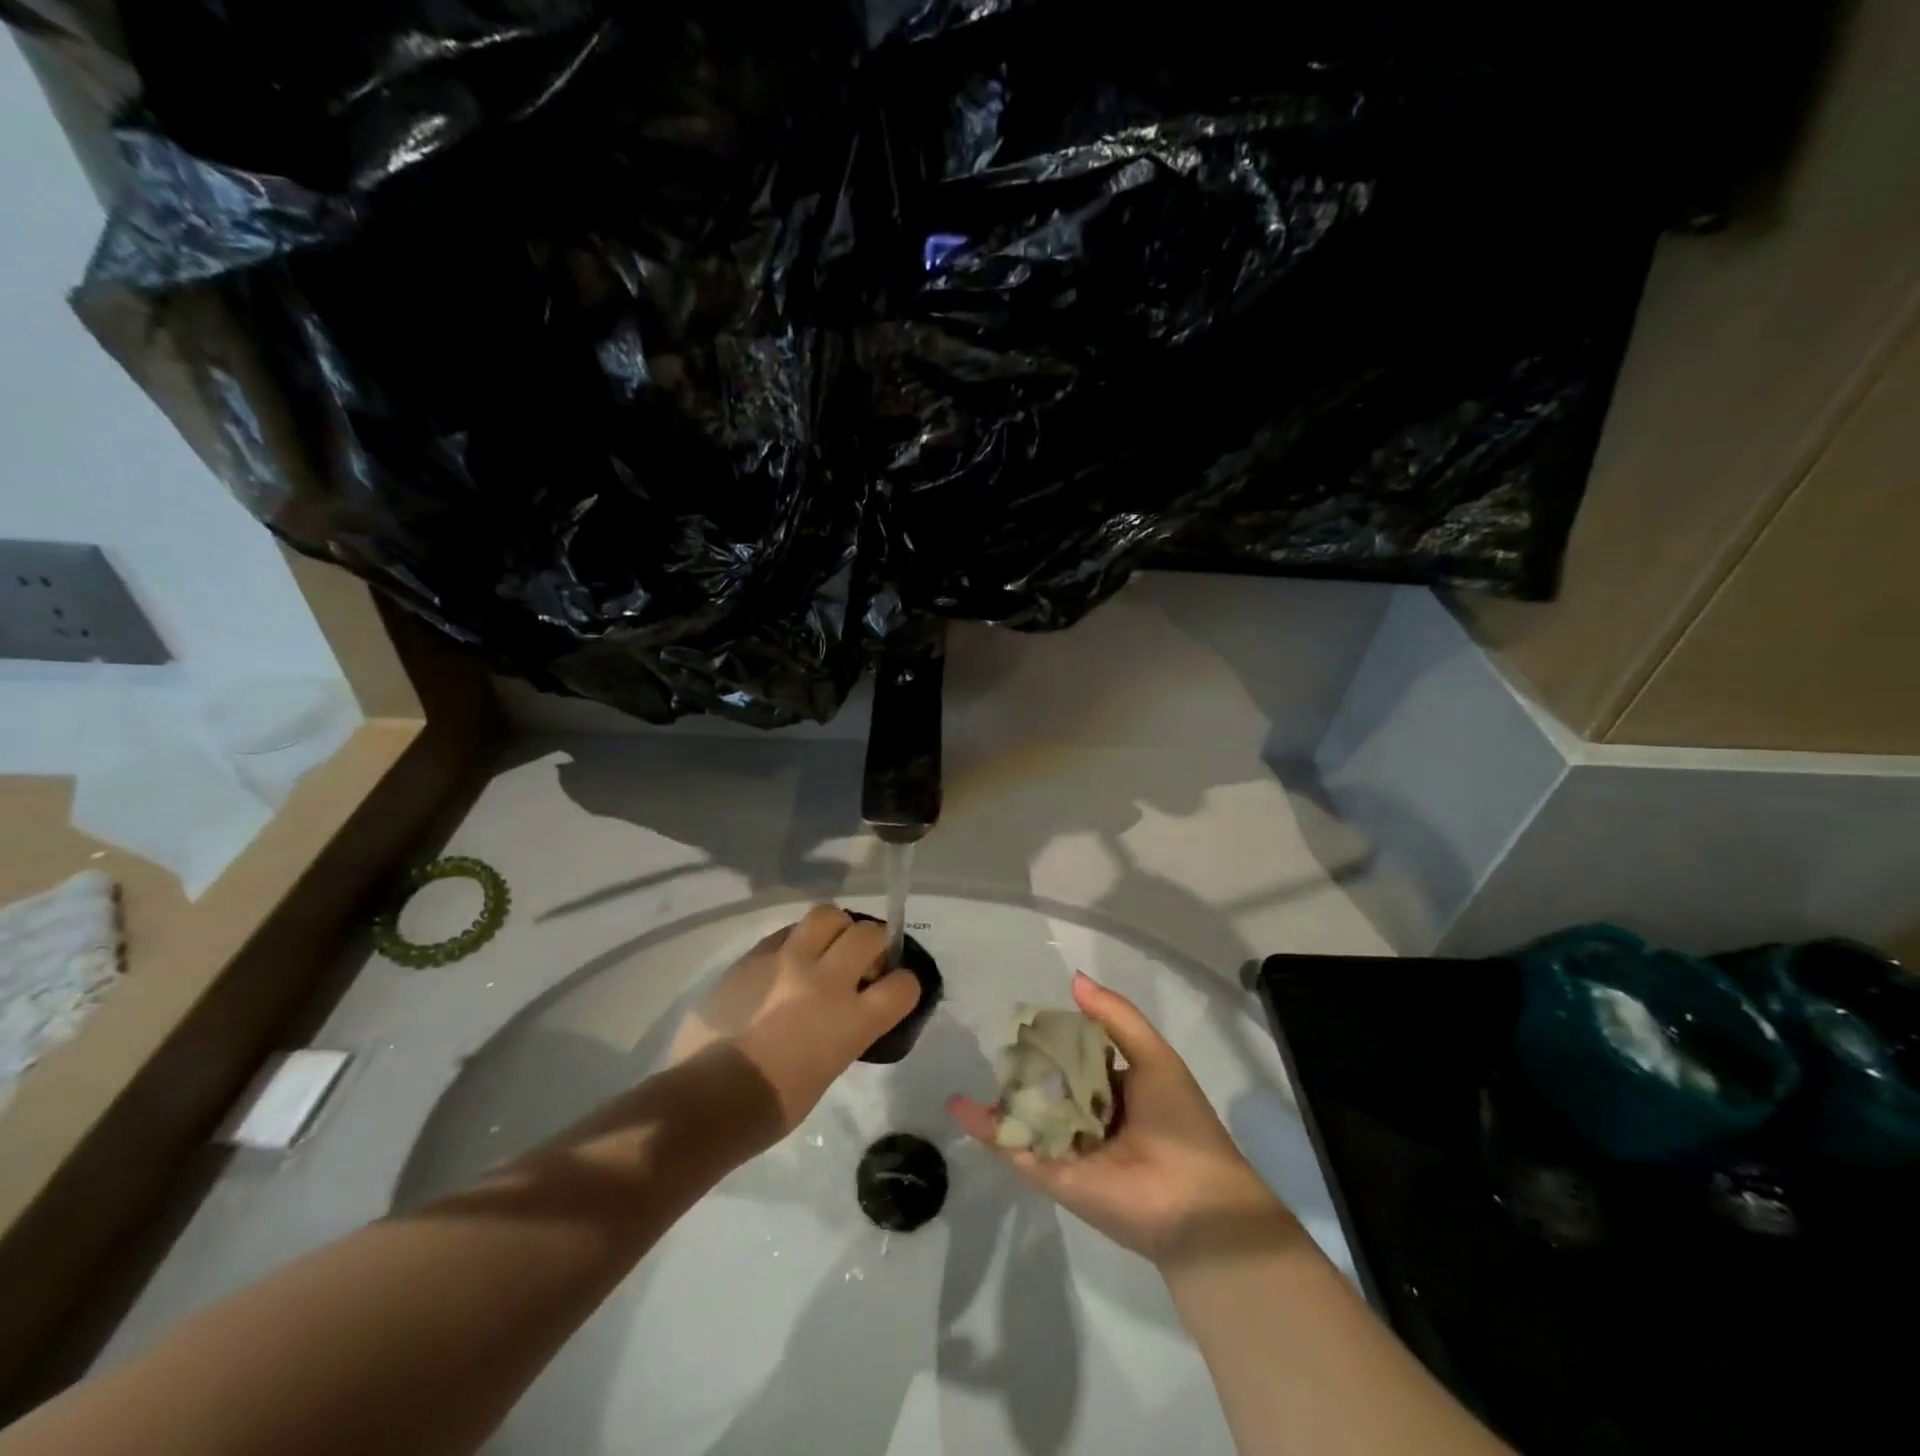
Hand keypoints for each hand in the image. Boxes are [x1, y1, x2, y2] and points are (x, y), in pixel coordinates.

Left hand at [670, 906, 920, 1140]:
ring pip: (827, 915)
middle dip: (873, 943)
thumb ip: (846, 1029)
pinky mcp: (753, 956)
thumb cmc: (773, 1105)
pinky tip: (787, 961)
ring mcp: (787, 962)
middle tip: (860, 961)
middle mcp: (825, 981)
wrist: (706, 1100)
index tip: (892, 988)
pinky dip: (796, 941)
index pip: (903, 985)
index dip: (904, 984)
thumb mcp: (829, 1068)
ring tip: (824, 948)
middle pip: (869, 933)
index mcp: (851, 1021)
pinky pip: (786, 932)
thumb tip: (846, 1011)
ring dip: (835, 929)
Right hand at [948, 971, 1296, 1266]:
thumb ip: (1115, 1017)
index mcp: (1118, 1089)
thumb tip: (1074, 978)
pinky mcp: (1050, 1174)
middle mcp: (1090, 1116)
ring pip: (1027, 1112)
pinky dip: (986, 1127)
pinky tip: (957, 1104)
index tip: (1027, 1015)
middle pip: (1049, 1083)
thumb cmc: (1180, 1122)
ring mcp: (1068, 1146)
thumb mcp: (1154, 1056)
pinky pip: (1014, 1145)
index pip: (1078, 1055)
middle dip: (1025, 1064)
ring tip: (968, 1064)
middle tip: (993, 1038)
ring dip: (1000, 1092)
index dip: (1056, 1035)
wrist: (1195, 1205)